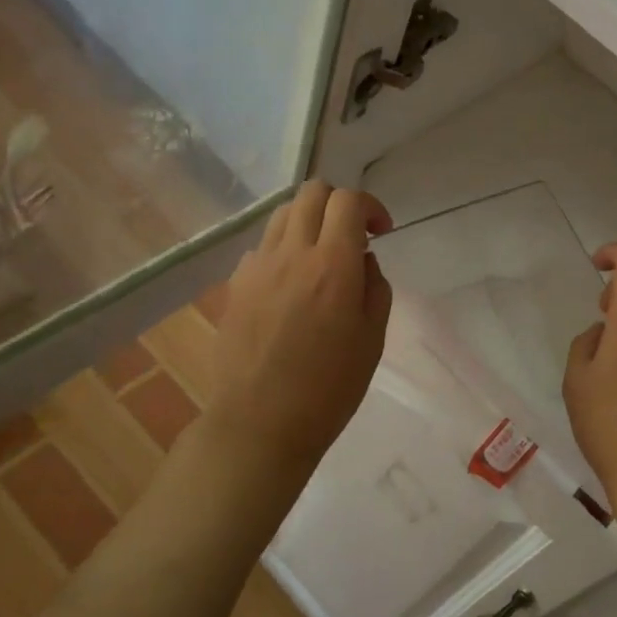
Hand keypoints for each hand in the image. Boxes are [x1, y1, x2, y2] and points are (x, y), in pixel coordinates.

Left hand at [202, 181, 393, 476]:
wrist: (261, 423)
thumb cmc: (330, 387)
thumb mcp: (373, 337)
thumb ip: (375, 286)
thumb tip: (363, 259)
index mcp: (333, 265)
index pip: (348, 200)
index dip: (370, 206)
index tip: (381, 232)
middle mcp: (292, 254)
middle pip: (312, 192)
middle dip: (339, 203)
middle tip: (353, 236)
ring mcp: (257, 267)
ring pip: (283, 214)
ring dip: (310, 221)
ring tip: (322, 256)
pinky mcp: (236, 286)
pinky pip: (263, 247)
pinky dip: (284, 249)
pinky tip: (291, 285)